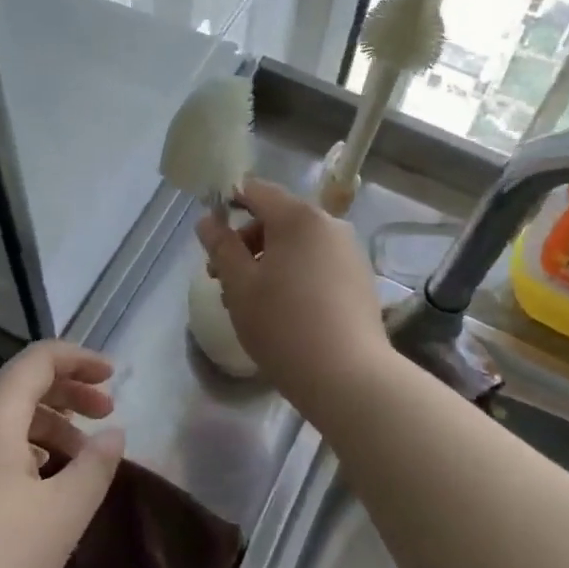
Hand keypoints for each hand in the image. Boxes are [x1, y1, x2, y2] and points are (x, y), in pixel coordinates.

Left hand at [0, 341, 123, 567]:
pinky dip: (26, 443)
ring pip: (7, 412)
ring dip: (50, 422)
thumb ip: (96, 463)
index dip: (80, 359)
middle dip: (69, 390)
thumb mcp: (64, 512)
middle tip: (106, 413)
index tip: (113, 377)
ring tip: (83, 457)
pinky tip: (45, 479)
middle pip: (22, 380)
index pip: (40, 358)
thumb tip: (113, 434)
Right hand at [195, 178, 392, 393]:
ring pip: (297, 244)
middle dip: (245, 242)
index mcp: (298, 217)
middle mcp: (329, 225)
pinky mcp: (360, 280)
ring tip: (250, 301)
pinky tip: (284, 312)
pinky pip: (317, 264)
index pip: (256, 190)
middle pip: (277, 218)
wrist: (348, 377)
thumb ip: (221, 247)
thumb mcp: (239, 285)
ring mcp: (349, 252)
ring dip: (268, 261)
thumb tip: (208, 221)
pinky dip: (294, 275)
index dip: (228, 203)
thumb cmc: (283, 324)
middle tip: (222, 278)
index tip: (211, 236)